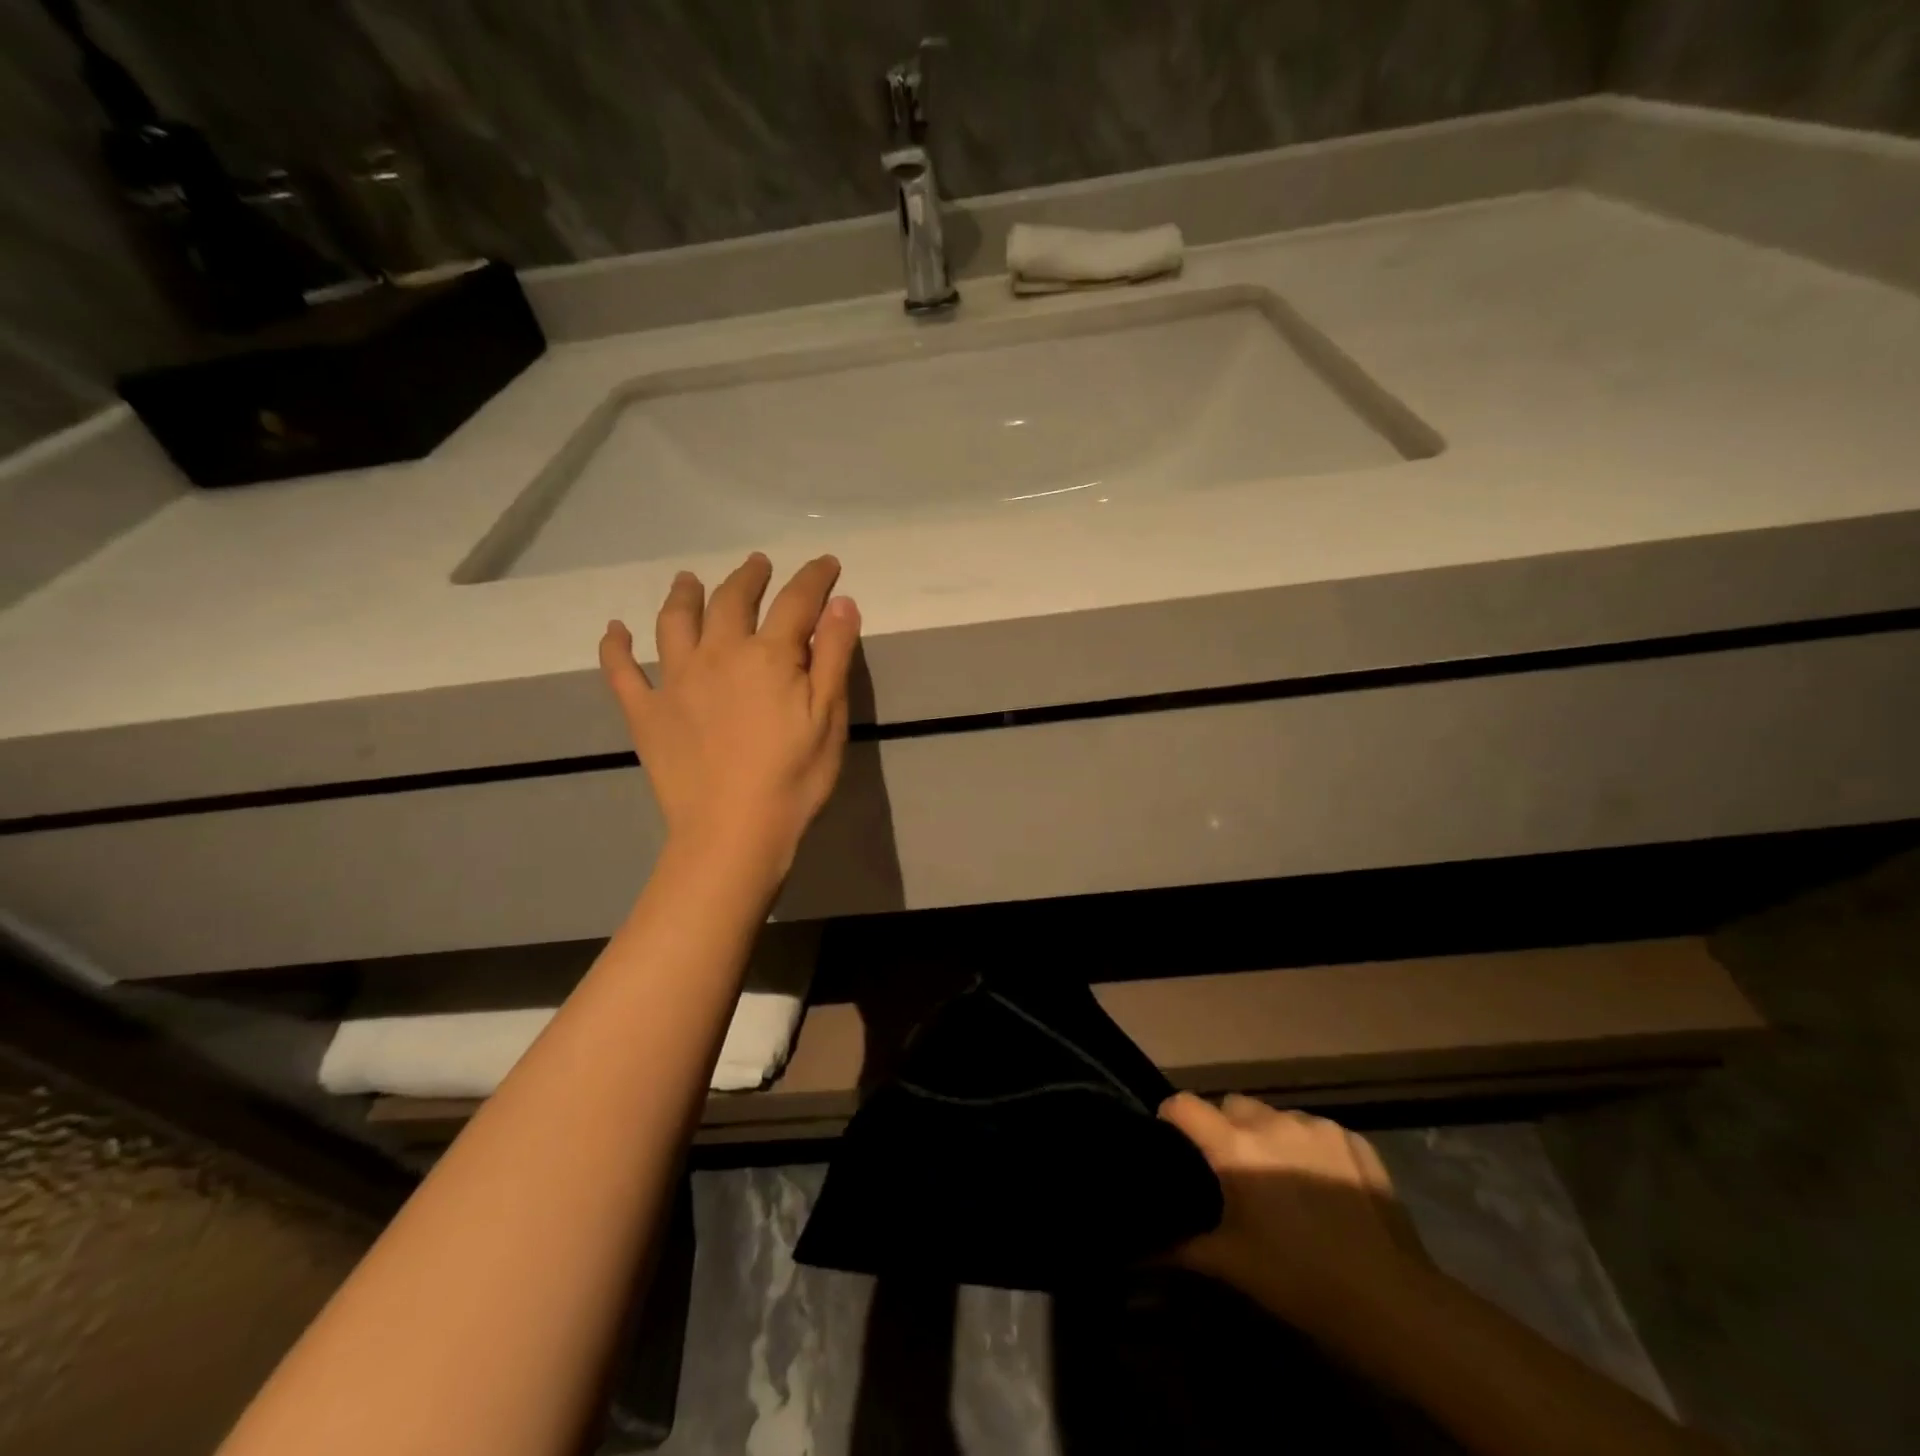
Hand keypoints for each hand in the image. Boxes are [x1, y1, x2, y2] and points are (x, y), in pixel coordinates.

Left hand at [598, 552, 860, 876]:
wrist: (733, 832)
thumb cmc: (794, 777)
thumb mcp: (829, 716)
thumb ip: (834, 654)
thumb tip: (840, 601)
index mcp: (769, 655)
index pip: (796, 601)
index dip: (814, 577)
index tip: (826, 563)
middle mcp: (718, 654)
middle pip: (732, 600)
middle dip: (749, 577)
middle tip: (757, 564)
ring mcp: (675, 681)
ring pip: (675, 622)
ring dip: (684, 595)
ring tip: (689, 579)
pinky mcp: (646, 712)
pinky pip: (622, 672)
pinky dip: (615, 647)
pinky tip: (614, 631)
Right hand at [1160, 1093, 1432, 1335]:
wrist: (1395, 1304)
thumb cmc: (1302, 1282)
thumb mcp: (1234, 1266)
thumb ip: (1182, 1247)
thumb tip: (1140, 1247)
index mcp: (1237, 1147)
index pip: (1183, 1104)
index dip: (1171, 1118)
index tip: (1173, 1142)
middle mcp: (1272, 1123)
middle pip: (1231, 1104)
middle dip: (1224, 1128)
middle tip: (1233, 1173)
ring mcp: (1317, 1126)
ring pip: (1274, 1115)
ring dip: (1267, 1136)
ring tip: (1282, 1180)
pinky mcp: (1353, 1138)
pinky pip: (1314, 1129)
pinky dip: (1307, 1147)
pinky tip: (1322, 1187)